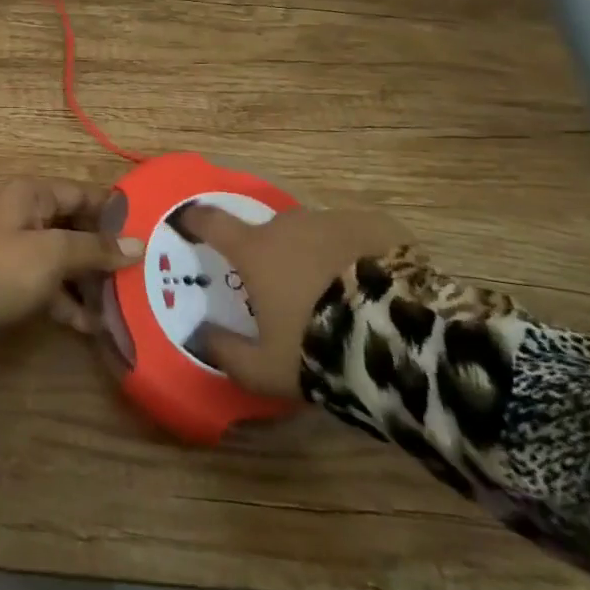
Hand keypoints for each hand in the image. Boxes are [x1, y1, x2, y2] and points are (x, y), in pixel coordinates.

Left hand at [0, 178, 143, 329]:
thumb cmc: (7, 267)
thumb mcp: (54, 253)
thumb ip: (96, 248)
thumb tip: (137, 245)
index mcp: (31, 194)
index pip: (81, 194)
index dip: (113, 211)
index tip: (146, 229)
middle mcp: (24, 214)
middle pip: (74, 227)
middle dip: (104, 251)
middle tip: (140, 270)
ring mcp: (16, 248)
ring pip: (63, 258)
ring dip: (90, 280)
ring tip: (123, 302)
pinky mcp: (12, 279)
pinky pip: (48, 283)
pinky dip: (68, 300)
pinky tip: (94, 325)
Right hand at [173, 202, 414, 400]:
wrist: (401, 338)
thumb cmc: (319, 349)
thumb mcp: (264, 369)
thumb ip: (225, 352)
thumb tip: (200, 335)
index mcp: (256, 251)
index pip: (213, 224)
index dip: (197, 220)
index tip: (188, 219)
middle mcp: (290, 225)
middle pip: (270, 232)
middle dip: (272, 253)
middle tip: (286, 288)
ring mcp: (336, 220)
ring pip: (315, 232)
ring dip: (315, 253)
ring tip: (337, 291)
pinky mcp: (378, 224)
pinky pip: (356, 235)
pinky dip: (356, 253)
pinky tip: (372, 283)